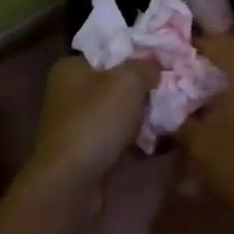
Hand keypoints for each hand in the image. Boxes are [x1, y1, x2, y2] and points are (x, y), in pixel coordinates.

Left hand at [26, 55, 158, 188]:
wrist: (71, 182)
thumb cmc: (96, 121)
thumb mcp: (128, 82)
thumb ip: (145, 65)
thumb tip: (155, 64)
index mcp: (70, 67)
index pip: (108, 51)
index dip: (136, 55)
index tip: (162, 64)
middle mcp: (67, 92)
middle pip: (113, 82)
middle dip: (140, 89)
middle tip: (167, 91)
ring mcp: (73, 123)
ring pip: (115, 111)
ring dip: (137, 115)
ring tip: (165, 116)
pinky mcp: (82, 150)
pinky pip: (113, 136)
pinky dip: (130, 138)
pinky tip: (151, 141)